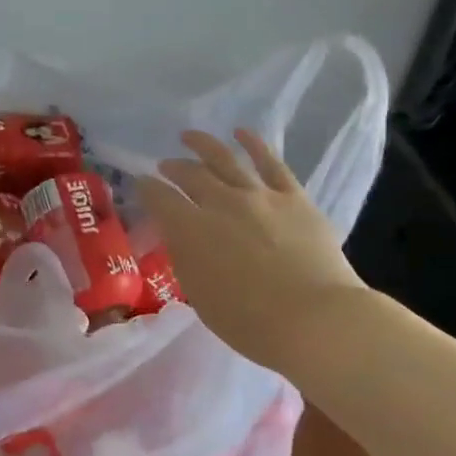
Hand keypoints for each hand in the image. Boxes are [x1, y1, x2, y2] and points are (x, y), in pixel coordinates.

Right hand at [137, 129, 364, 372]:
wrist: (315, 319)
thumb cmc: (250, 322)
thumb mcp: (200, 295)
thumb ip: (187, 259)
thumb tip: (181, 237)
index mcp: (190, 230)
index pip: (159, 199)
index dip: (146, 189)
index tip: (141, 184)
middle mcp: (219, 203)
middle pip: (189, 175)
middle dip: (173, 168)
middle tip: (165, 166)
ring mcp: (258, 195)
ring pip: (224, 159)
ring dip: (203, 145)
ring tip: (189, 136)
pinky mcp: (292, 196)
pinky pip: (270, 162)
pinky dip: (253, 144)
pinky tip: (241, 133)